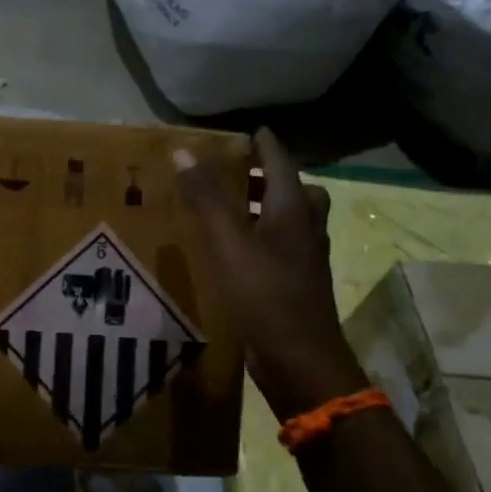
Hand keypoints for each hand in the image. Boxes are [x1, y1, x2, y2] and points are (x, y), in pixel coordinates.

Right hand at [173, 130, 367, 417]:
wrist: (299, 361)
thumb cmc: (265, 294)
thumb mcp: (229, 242)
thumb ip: (207, 198)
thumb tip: (185, 151)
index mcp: (293, 212)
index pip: (282, 165)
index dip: (266, 146)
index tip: (252, 131)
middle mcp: (305, 232)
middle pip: (296, 193)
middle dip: (270, 179)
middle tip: (240, 173)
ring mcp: (304, 262)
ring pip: (290, 223)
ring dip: (267, 210)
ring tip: (232, 210)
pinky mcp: (295, 287)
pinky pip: (280, 250)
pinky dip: (261, 240)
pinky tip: (235, 253)